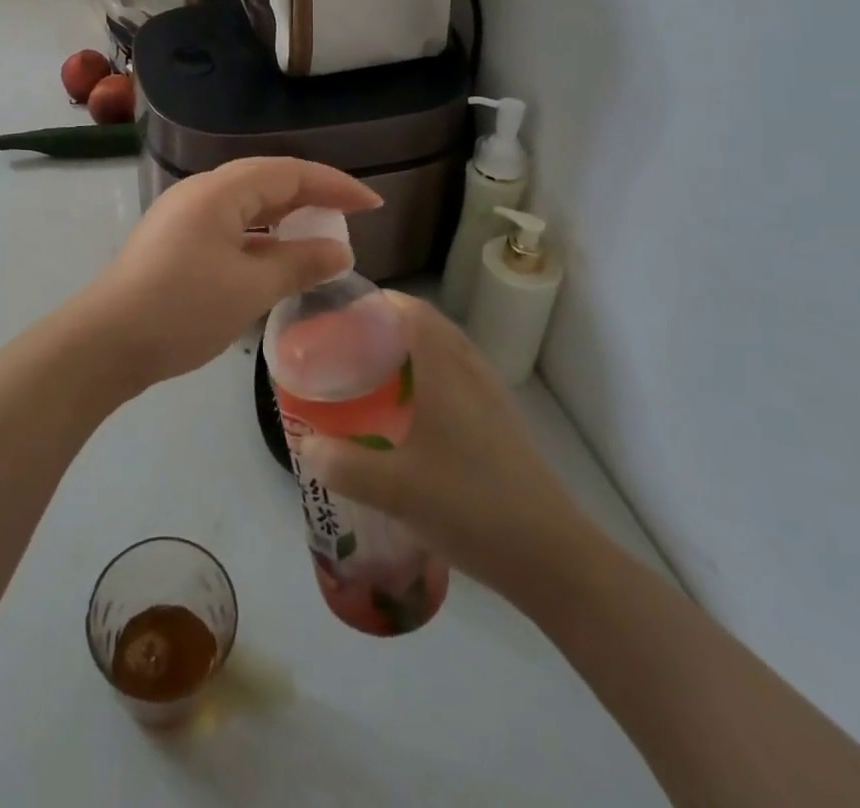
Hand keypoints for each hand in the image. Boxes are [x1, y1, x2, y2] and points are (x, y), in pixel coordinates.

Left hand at [74, 157, 380, 393]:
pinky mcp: (175, 242)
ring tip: (320, 236)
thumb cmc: (181, 310)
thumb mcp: (249, 289)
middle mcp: (200, 193)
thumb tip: (340, 250)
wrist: (104, 343)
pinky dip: (261, 237)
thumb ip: (299, 264)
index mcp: (219, 191)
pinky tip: (276, 259)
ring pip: (247, 205)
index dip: (335, 184)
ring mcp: (184, 217)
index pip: (289, 172)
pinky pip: (230, 226)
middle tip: (351, 218)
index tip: (373, 204)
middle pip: (267, 181)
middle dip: (312, 196)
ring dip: (286, 217)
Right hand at [296, 292, 591, 593]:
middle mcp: (471, 370)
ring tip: (373, 375)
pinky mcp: (502, 422)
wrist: (552, 557)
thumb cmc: (470, 506)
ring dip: (410, 351)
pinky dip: (430, 377)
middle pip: (427, 325)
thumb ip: (344, 465)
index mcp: (446, 369)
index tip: (340, 315)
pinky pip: (458, 377)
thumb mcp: (394, 490)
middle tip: (347, 346)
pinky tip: (411, 416)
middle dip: (387, 326)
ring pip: (445, 351)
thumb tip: (306, 446)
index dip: (376, 303)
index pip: (410, 309)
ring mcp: (492, 395)